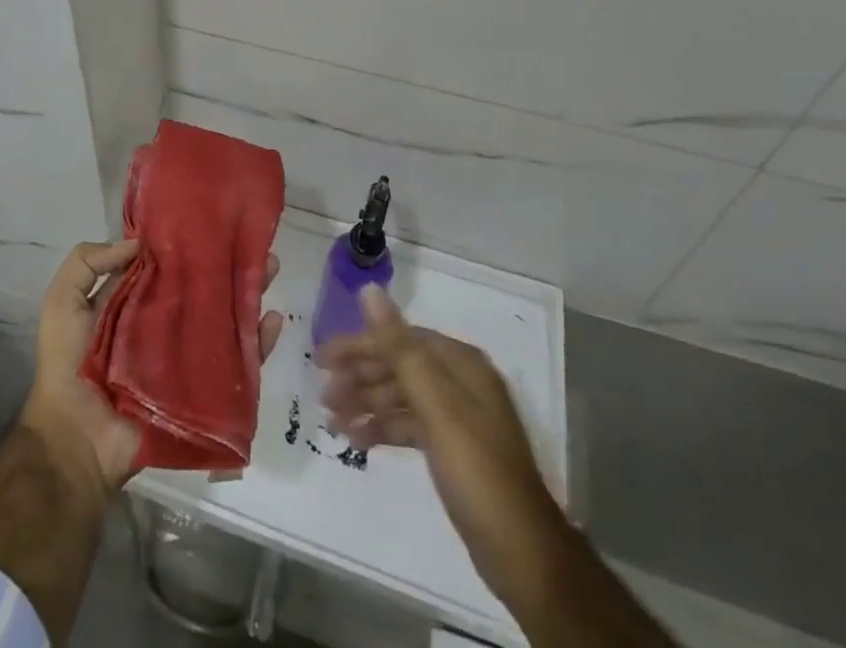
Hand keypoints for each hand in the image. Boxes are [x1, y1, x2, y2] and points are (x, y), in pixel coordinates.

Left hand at [24, 239, 283, 493]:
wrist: (77, 441)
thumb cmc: (67, 366)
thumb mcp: (63, 301)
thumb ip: (87, 262)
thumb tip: (138, 242)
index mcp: (134, 302)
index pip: (168, 267)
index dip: (188, 245)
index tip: (213, 223)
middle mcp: (165, 325)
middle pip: (204, 289)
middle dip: (229, 267)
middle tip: (255, 245)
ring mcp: (187, 357)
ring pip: (226, 320)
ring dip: (249, 294)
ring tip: (270, 268)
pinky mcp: (203, 390)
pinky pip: (238, 366)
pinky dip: (259, 344)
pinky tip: (273, 321)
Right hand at [319, 285, 559, 603]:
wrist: (523, 555)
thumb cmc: (476, 470)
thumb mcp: (436, 405)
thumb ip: (400, 348)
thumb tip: (370, 290)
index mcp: (460, 363)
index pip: (400, 339)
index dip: (360, 345)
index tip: (323, 358)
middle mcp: (460, 382)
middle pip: (399, 366)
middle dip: (360, 376)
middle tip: (322, 394)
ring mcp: (457, 417)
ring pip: (401, 396)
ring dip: (366, 403)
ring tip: (331, 420)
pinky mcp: (452, 449)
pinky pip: (409, 424)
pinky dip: (383, 428)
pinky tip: (357, 440)